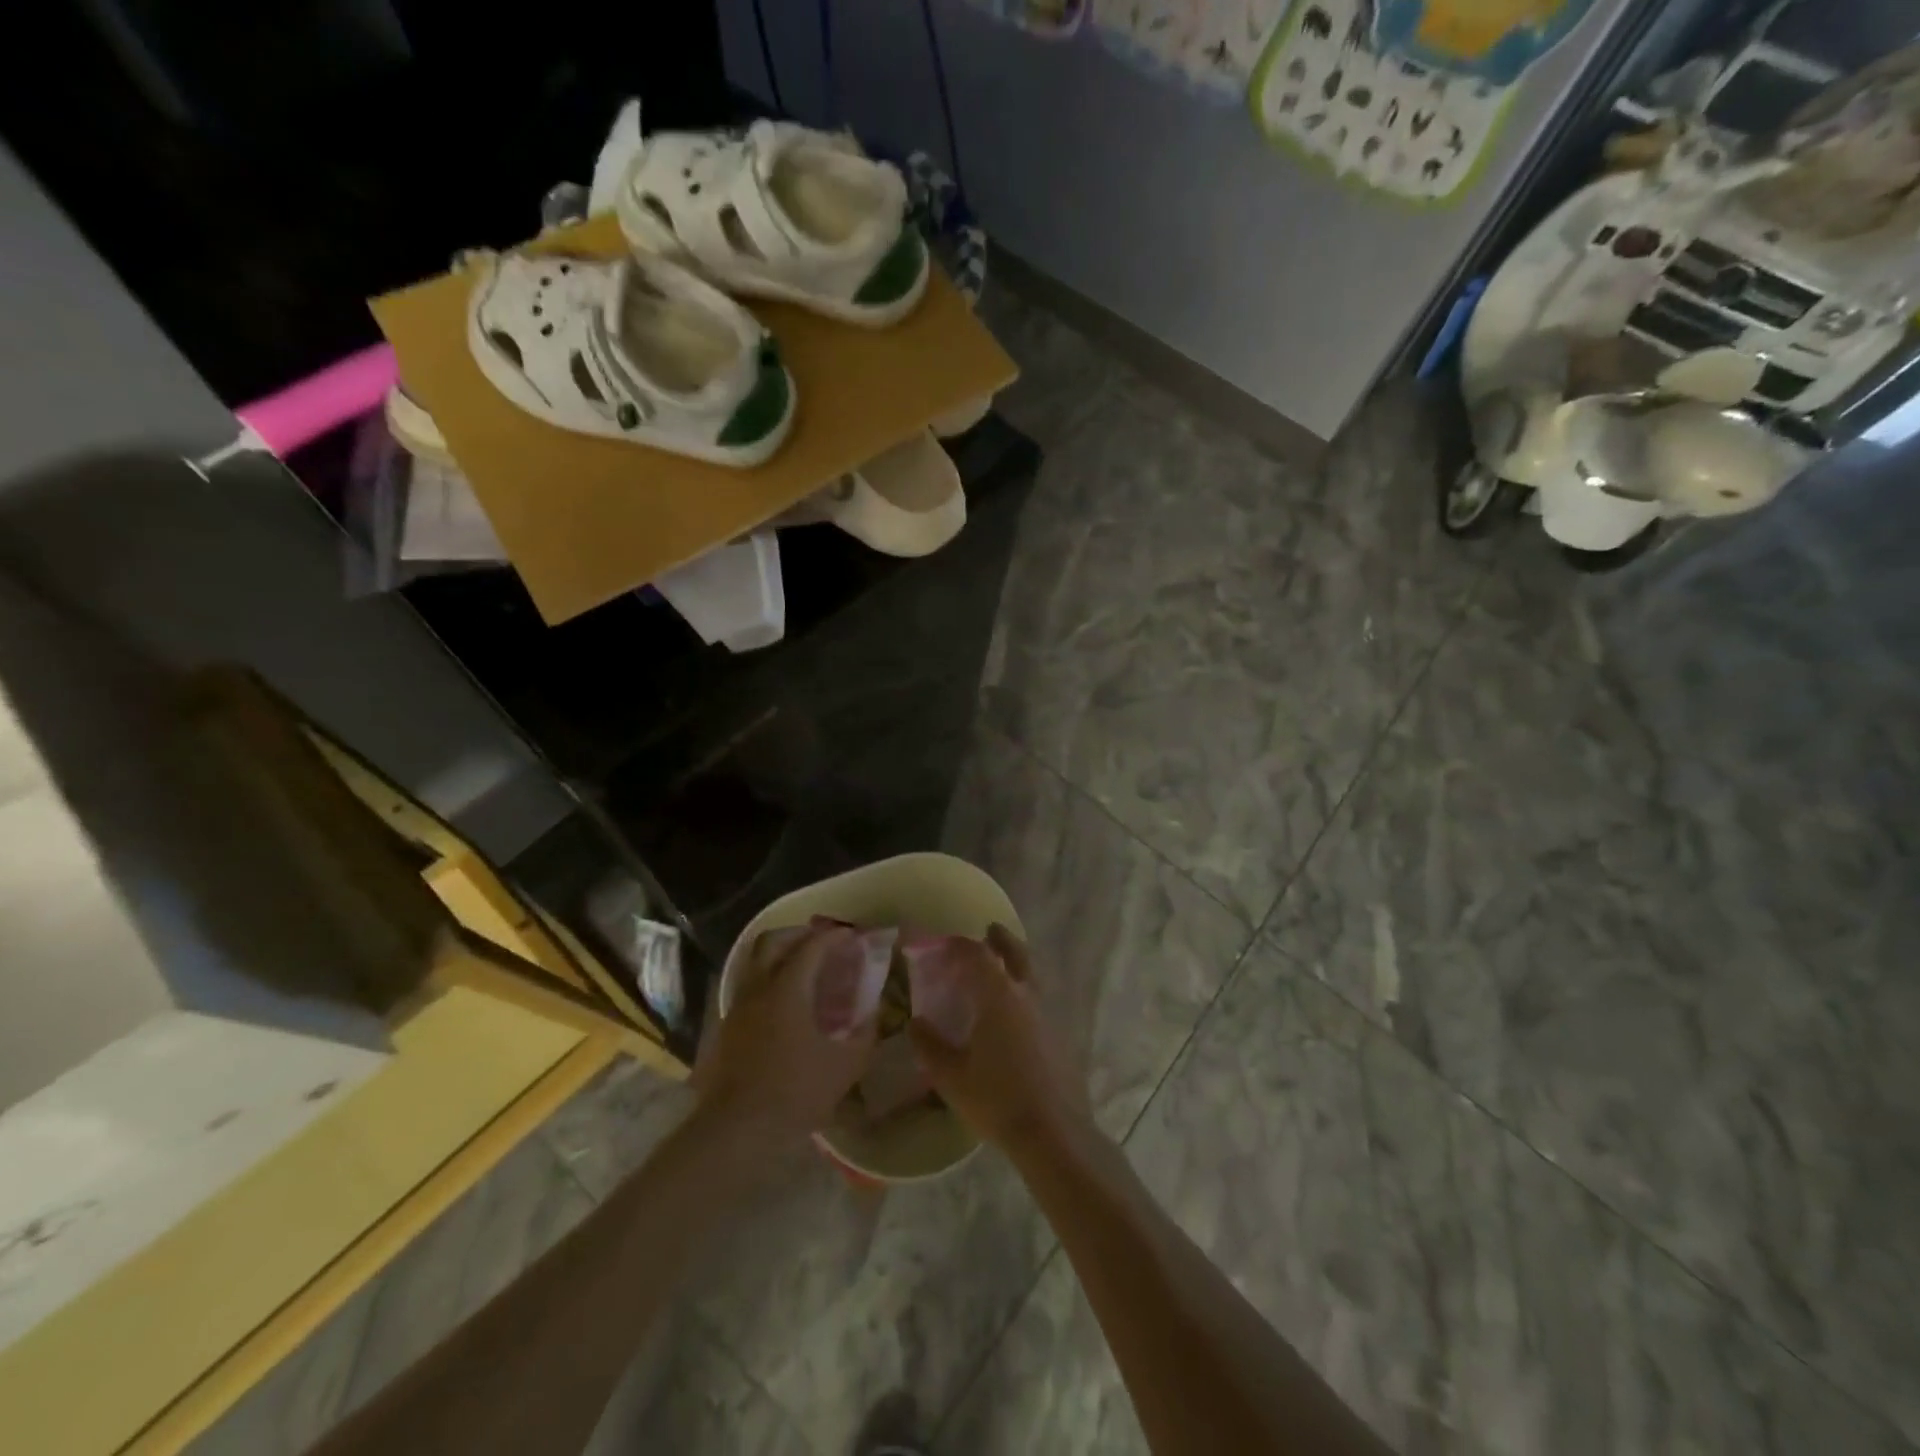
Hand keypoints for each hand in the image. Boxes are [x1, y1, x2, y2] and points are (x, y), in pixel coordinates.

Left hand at [697, 925, 877, 1148]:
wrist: (739, 1129)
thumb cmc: (797, 1092)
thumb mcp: (845, 1064)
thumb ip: (865, 1032)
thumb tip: (874, 1012)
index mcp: (788, 988)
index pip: (812, 947)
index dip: (834, 937)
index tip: (852, 936)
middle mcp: (759, 988)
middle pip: (773, 941)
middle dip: (799, 935)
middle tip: (823, 943)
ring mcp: (738, 1006)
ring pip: (755, 962)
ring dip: (780, 956)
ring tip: (804, 969)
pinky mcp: (727, 1027)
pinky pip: (749, 986)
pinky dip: (769, 980)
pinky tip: (785, 1002)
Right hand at [907, 925, 1093, 1155]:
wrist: (1053, 1132)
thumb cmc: (996, 1099)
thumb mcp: (951, 1076)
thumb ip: (930, 1045)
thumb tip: (916, 1022)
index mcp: (998, 996)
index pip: (978, 955)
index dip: (961, 945)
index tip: (945, 944)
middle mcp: (1026, 996)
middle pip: (1017, 953)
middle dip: (1001, 939)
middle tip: (989, 931)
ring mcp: (1048, 1015)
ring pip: (1032, 975)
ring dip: (1017, 963)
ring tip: (1001, 969)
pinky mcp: (1059, 1036)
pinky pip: (1039, 1000)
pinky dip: (1025, 992)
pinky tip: (1015, 1013)